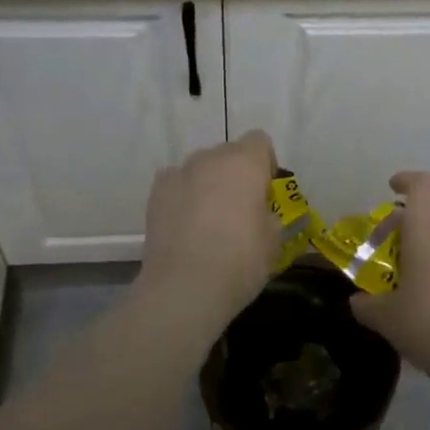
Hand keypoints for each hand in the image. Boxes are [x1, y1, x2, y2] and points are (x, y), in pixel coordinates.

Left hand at [135, 130, 280, 331]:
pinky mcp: (156, 193)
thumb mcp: (274, 239)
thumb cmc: (240, 260)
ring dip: (208, 184)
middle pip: (229, 153)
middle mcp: (211, 158)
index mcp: (245, 162)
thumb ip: (270, 214)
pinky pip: (177, 183)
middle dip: (236, 174)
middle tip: (239, 210)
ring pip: (201, 168)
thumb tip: (262, 213)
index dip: (265, 164)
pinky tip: (185, 224)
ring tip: (209, 220)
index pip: (259, 141)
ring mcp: (179, 173)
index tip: (265, 193)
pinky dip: (183, 196)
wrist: (185, 287)